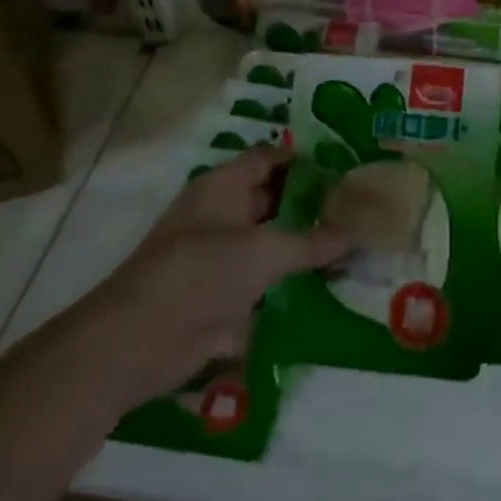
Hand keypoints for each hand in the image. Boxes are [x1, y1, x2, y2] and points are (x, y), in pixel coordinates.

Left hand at [101, 148, 352, 395]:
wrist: (139, 341)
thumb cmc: (200, 274)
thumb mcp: (262, 252)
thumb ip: (310, 242)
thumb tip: (356, 232)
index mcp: (223, 186)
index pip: (269, 159)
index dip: (305, 161)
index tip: (347, 170)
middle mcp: (223, 214)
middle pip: (274, 199)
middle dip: (313, 204)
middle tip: (361, 210)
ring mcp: (222, 255)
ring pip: (273, 241)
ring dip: (306, 245)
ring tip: (356, 246)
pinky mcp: (224, 294)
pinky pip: (267, 279)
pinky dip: (294, 281)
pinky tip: (331, 286)